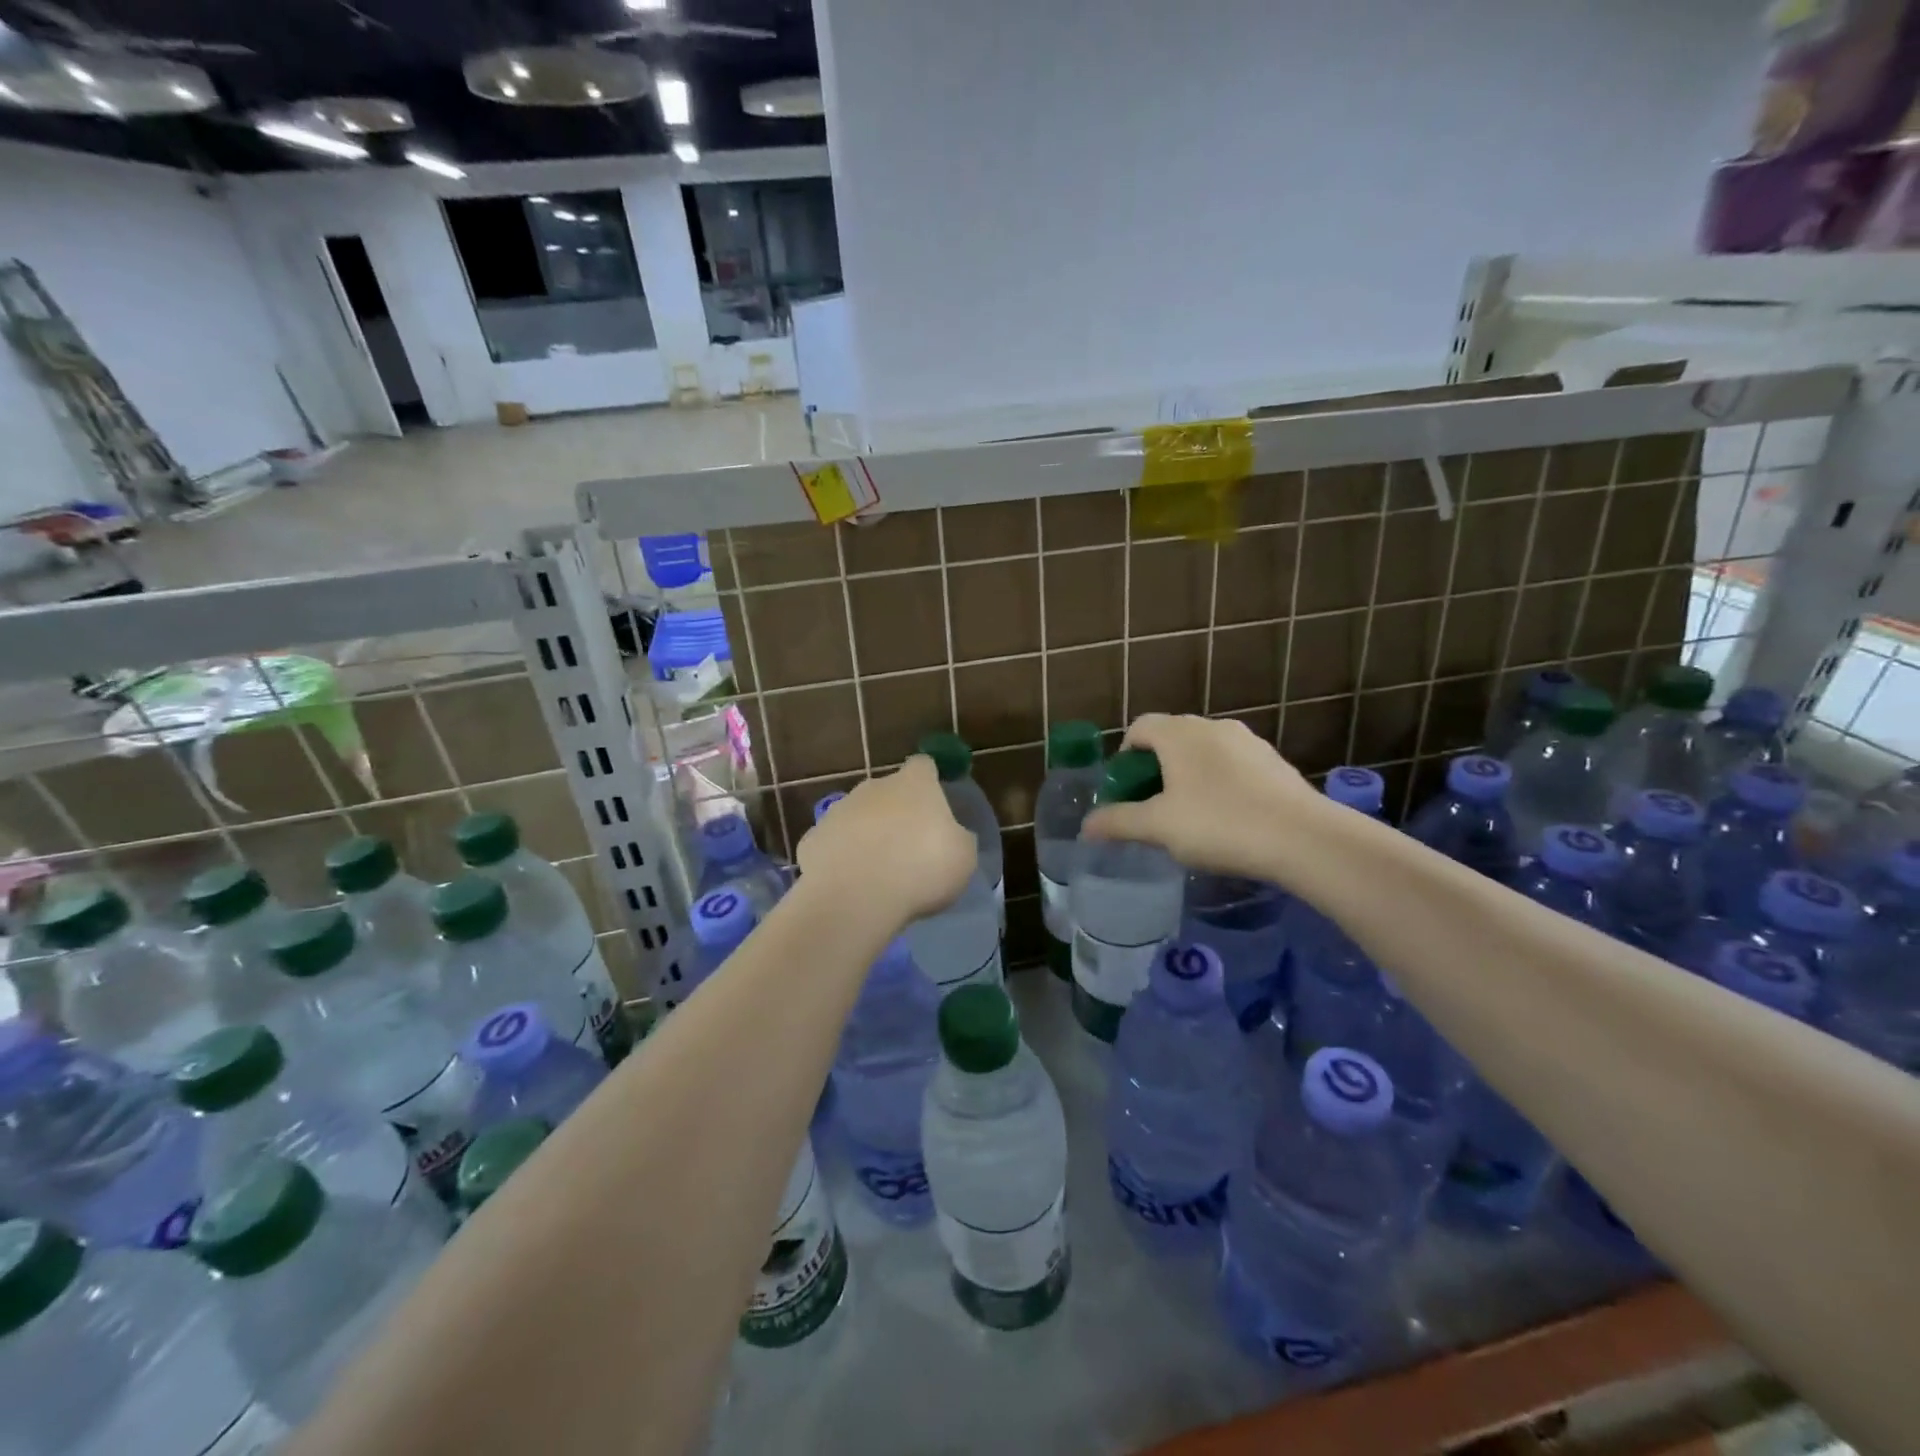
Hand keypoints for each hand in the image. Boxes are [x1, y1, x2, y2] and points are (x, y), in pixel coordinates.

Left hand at [795, 756, 977, 930]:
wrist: (856, 896)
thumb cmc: (922, 868)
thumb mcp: (963, 857)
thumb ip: (957, 838)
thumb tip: (952, 836)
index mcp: (914, 784)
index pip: (924, 765)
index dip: (930, 780)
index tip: (936, 800)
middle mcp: (874, 787)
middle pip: (887, 791)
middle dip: (896, 812)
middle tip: (909, 847)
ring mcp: (838, 811)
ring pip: (857, 817)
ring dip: (867, 836)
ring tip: (878, 872)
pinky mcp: (812, 839)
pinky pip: (833, 844)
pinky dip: (841, 859)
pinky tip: (850, 885)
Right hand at [1083, 714, 1320, 877]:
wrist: (1304, 838)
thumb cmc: (1219, 824)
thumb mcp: (1158, 827)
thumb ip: (1118, 822)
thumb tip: (1086, 826)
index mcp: (1179, 733)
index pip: (1139, 727)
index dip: (1124, 756)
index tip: (1126, 790)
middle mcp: (1212, 726)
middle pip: (1171, 736)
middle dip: (1156, 766)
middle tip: (1153, 805)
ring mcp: (1249, 742)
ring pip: (1205, 750)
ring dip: (1189, 774)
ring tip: (1190, 814)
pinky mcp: (1275, 762)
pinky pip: (1234, 765)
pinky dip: (1221, 782)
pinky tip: (1228, 817)